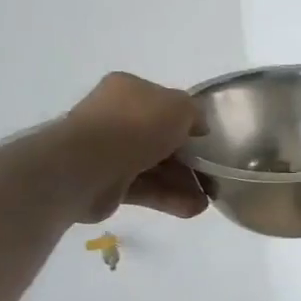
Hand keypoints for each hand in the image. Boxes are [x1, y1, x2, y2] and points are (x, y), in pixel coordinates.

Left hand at [57, 72, 207, 220]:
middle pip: (160, 138)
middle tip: (212, 174)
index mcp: (128, 90)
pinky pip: (144, 188)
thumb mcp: (179, 107)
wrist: (88, 164)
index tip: (206, 138)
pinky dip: (168, 198)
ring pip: (154, 166)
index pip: (163, 103)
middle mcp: (115, 117)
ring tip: (207, 200)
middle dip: (188, 159)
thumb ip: (194, 113)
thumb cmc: (136, 125)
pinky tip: (192, 209)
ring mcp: (109, 151)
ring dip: (183, 183)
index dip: (187, 120)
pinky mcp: (107, 183)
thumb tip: (197, 127)